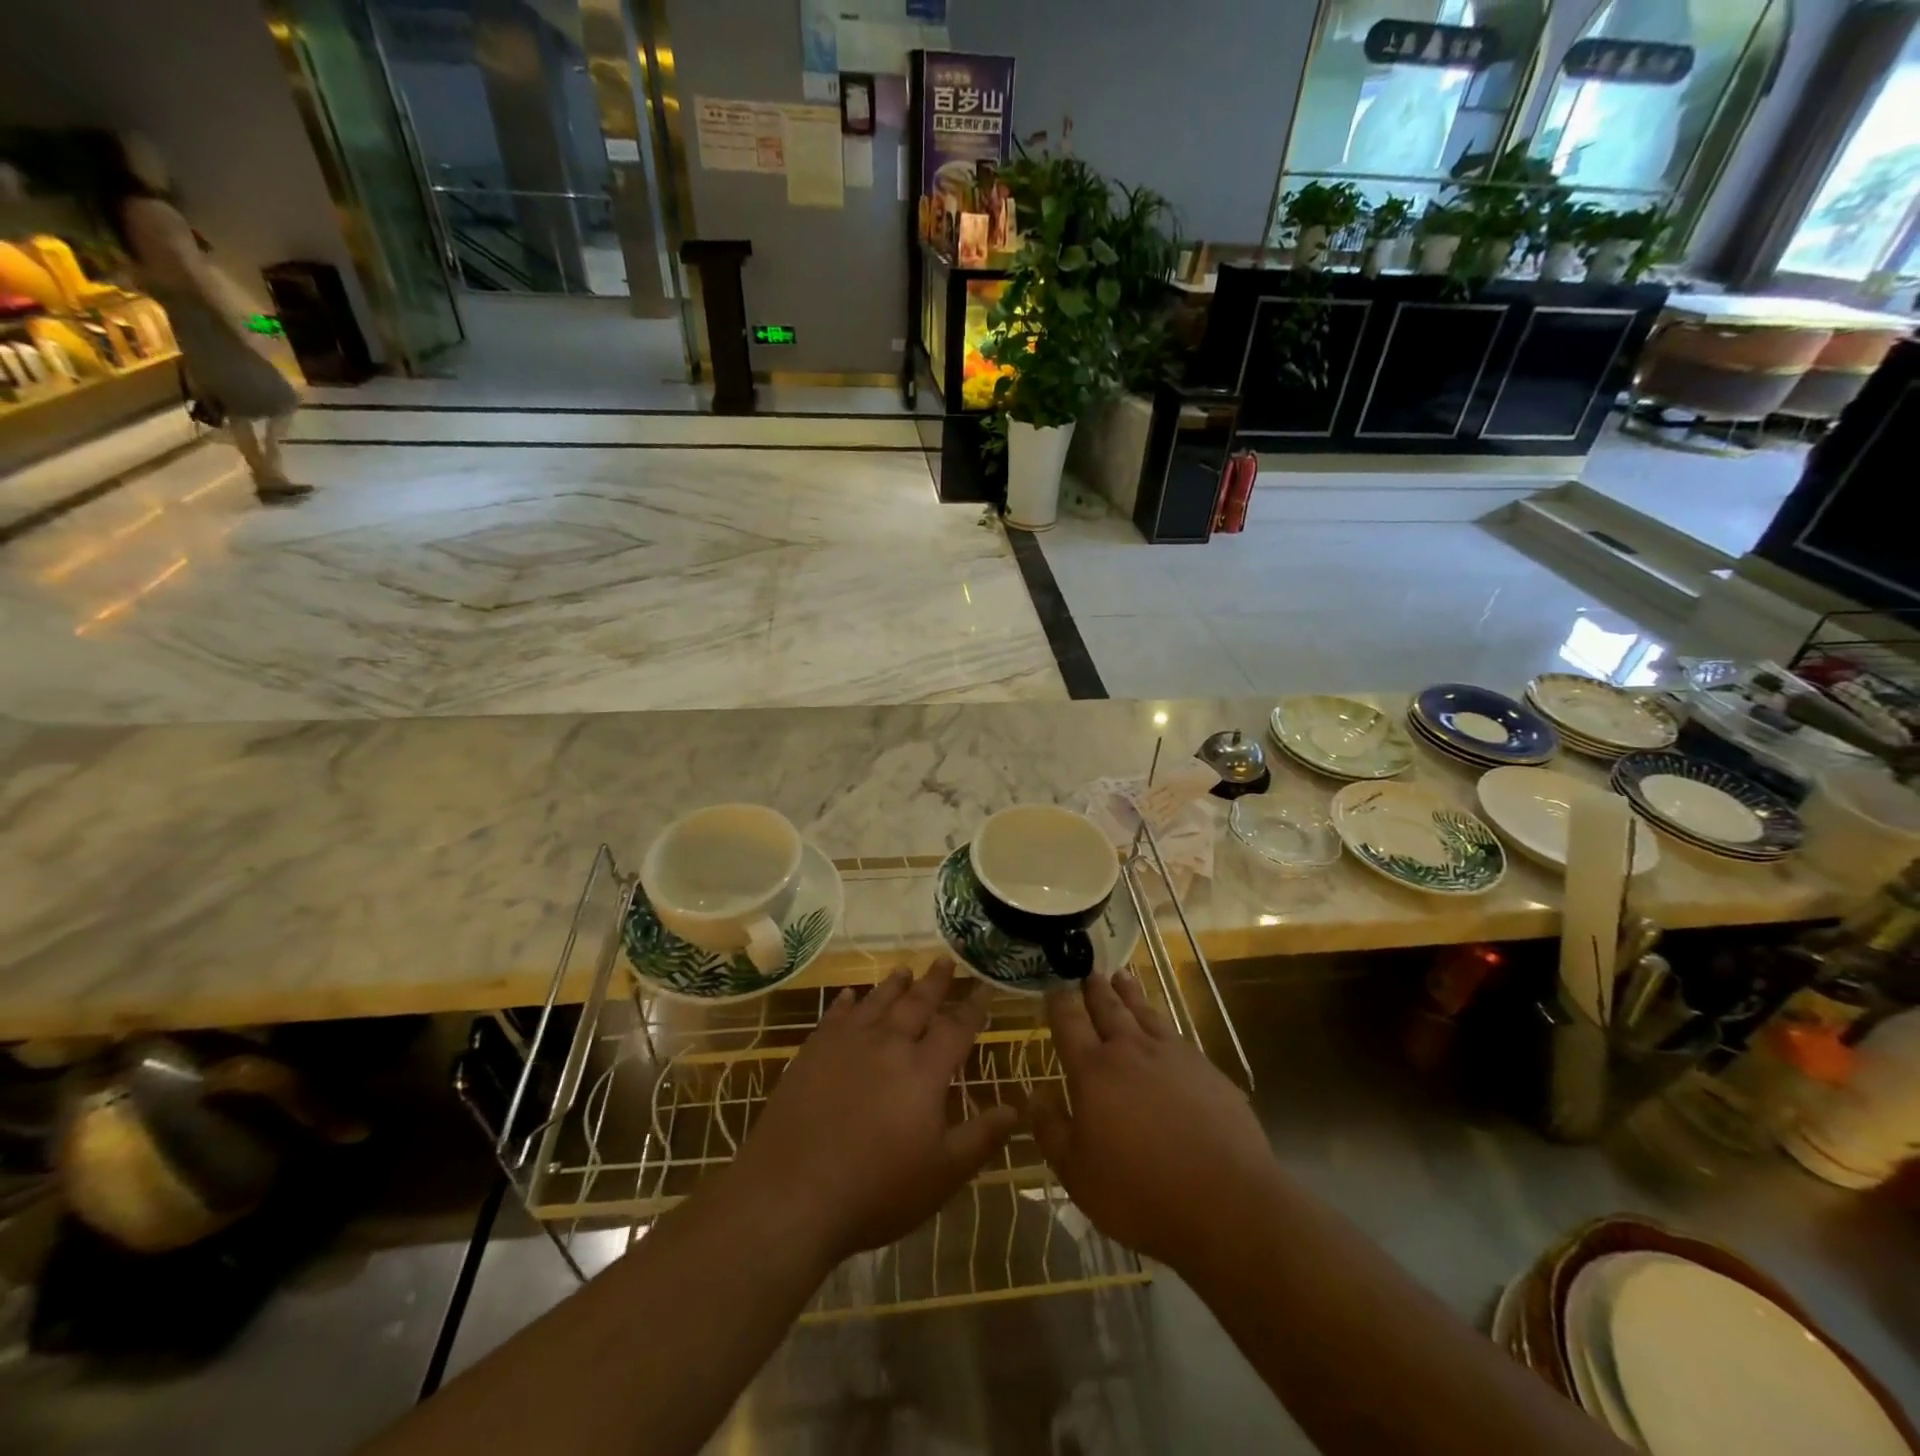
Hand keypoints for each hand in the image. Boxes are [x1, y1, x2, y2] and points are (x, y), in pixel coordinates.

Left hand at [728, 960, 1017, 1264]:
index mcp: (923, 1071)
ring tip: (905, 969)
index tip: (983, 988)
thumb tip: (1016, 1109)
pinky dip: (846, 1002)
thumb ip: (980, 1138)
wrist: (791, 1194)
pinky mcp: (812, 1052)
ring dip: (894, 985)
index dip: (973, 1008)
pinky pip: (835, 1016)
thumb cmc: (875, 1190)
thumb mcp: (941, 1175)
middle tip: (945, 960)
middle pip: (917, 1003)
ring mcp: (846, 1044)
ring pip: (877, 1002)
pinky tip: (849, 995)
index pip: (956, 1028)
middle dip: (935, 982)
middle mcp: (888, 1045)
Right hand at [1033, 972, 1274, 1266]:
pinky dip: (1160, 1020)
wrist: (1227, 1202)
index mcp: (1094, 1071)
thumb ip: (1051, 1129)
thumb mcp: (1077, 1174)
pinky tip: (1161, 1025)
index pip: (1069, 1022)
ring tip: (1121, 977)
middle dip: (1095, 988)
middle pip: (1108, 1008)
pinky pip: (1175, 1034)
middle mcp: (1130, 1050)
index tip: (1053, 985)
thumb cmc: (1140, 1193)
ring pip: (1144, 1012)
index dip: (1059, 1001)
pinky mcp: (1206, 1069)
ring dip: (1129, 993)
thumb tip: (1036, 1094)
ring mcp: (1173, 1055)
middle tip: (1088, 970)